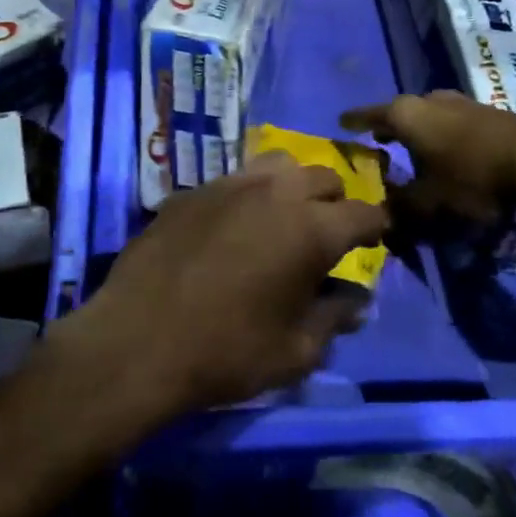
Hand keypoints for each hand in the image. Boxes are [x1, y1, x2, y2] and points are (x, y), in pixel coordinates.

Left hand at [51, 152, 388, 420]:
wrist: (137, 341)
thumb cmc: (226, 352)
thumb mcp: (296, 352)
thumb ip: (334, 318)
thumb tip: (356, 299)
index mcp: (310, 229)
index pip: (364, 213)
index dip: (378, 227)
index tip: (377, 240)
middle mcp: (274, 193)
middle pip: (324, 176)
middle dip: (335, 202)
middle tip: (326, 234)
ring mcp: (228, 185)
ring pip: (278, 164)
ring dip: (292, 186)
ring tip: (282, 218)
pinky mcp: (191, 191)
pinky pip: (233, 180)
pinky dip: (248, 196)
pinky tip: (232, 227)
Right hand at [341, 91, 515, 230]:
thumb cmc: (472, 177)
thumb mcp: (429, 203)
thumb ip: (399, 209)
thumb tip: (379, 215)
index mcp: (405, 114)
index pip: (367, 115)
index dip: (353, 122)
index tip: (340, 123)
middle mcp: (429, 99)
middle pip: (399, 113)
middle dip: (387, 128)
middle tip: (376, 142)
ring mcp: (460, 102)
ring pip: (428, 115)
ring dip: (417, 132)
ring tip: (411, 149)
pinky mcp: (487, 111)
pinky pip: (451, 122)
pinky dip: (441, 135)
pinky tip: (447, 152)